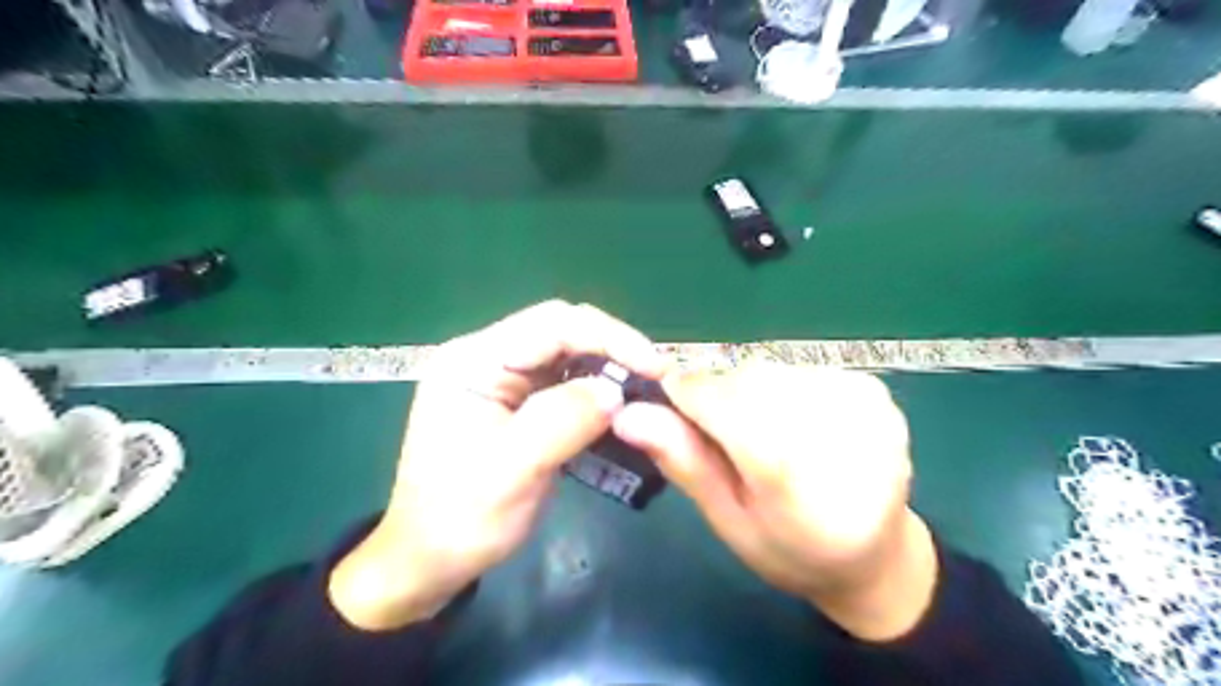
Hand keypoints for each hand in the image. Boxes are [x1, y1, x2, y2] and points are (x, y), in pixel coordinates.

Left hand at [331, 299, 663, 631]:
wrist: (429, 561)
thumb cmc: (460, 519)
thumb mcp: (511, 471)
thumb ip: (562, 421)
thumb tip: (615, 389)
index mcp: (474, 360)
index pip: (552, 324)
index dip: (609, 337)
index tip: (654, 366)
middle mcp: (488, 357)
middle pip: (562, 333)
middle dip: (613, 350)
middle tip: (656, 378)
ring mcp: (503, 380)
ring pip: (569, 357)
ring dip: (608, 370)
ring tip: (646, 391)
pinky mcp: (518, 403)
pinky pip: (566, 384)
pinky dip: (596, 393)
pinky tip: (620, 408)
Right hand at [616, 368, 937, 640]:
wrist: (876, 554)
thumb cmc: (790, 549)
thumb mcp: (727, 520)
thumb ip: (684, 461)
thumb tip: (627, 414)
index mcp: (796, 481)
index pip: (724, 406)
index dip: (687, 398)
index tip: (670, 407)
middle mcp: (839, 433)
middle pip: (747, 383)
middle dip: (719, 399)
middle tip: (722, 436)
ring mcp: (864, 405)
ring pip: (771, 371)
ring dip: (751, 394)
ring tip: (763, 435)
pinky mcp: (875, 390)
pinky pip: (800, 369)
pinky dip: (783, 390)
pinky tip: (795, 423)